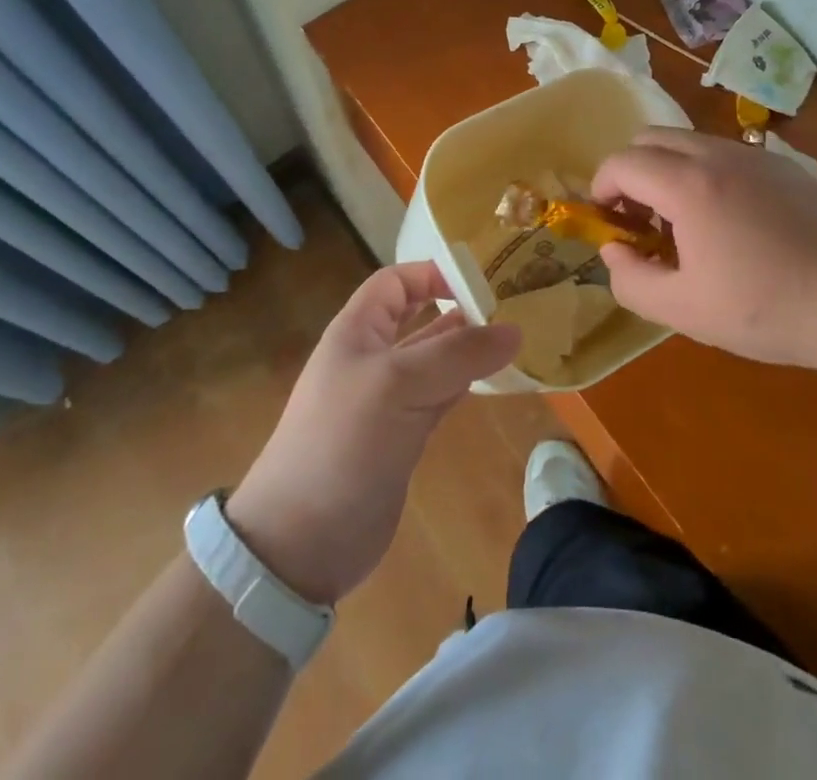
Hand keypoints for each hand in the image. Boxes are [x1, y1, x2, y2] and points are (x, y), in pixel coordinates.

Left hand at [225, 264, 519, 606]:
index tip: (480, 282)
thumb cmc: (342, 443)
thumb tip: (514, 330)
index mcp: (357, 331)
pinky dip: (466, 385)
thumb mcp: (398, 385)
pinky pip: (440, 397)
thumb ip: (457, 355)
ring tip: (514, 340)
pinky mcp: (403, 437)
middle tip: (510, 307)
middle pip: (420, 318)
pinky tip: (495, 381)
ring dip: (468, 350)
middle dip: (458, 309)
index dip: (432, 274)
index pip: (395, 282)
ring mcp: (388, 400)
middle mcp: (372, 358)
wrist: (301, 542)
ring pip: (435, 360)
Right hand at [592, 129, 816, 387]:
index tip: (609, 223)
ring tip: (685, 225)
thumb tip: (613, 250)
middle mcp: (717, 154)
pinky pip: (725, 154)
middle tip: (641, 221)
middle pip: (651, 138)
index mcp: (687, 184)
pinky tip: (731, 224)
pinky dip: (704, 173)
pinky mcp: (786, 168)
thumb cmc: (768, 308)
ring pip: (689, 142)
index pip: (621, 161)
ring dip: (668, 171)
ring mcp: (756, 156)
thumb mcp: (684, 311)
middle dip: (631, 173)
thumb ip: (631, 280)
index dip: (601, 188)